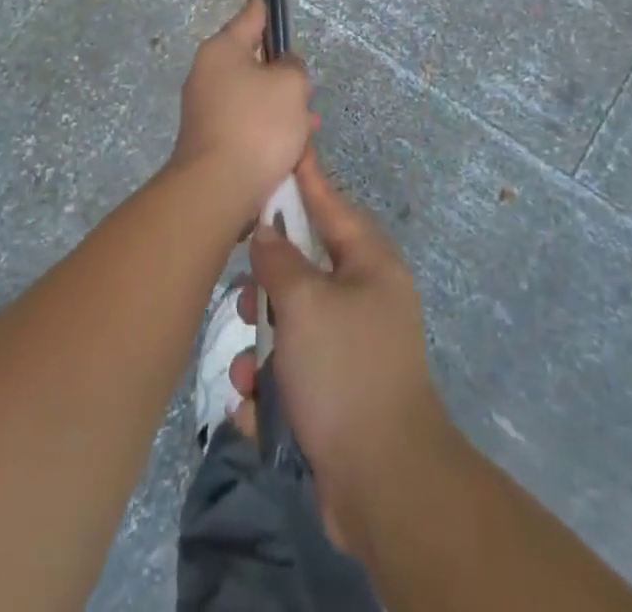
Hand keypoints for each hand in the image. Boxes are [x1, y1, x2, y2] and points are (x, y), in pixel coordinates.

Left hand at [171, 0, 318, 226]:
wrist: (218, 189)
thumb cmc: (257, 125)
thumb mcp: (290, 84)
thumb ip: (292, 67)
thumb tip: (282, 68)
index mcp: (222, 50)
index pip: (250, 17)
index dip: (267, 10)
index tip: (274, 2)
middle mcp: (207, 74)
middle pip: (253, 61)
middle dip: (283, 75)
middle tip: (307, 90)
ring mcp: (206, 109)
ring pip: (254, 96)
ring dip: (282, 107)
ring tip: (309, 124)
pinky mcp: (212, 140)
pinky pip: (247, 124)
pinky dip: (269, 130)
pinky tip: (293, 147)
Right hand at [249, 154, 451, 547]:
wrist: (384, 483)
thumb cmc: (344, 371)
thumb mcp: (304, 303)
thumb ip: (279, 259)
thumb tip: (267, 232)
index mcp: (370, 263)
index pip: (331, 203)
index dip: (305, 177)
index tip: (288, 148)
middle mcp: (366, 296)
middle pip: (305, 266)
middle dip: (269, 285)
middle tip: (247, 296)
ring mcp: (354, 345)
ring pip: (292, 321)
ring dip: (262, 344)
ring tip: (247, 371)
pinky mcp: (339, 389)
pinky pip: (294, 368)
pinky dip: (273, 384)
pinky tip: (256, 408)